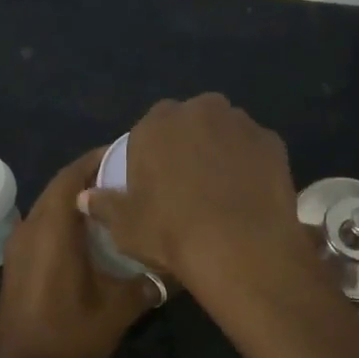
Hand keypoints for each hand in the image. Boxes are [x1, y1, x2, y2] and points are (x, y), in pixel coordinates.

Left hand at [0, 147, 155, 357]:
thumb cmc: (66, 337)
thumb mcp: (117, 310)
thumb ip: (147, 282)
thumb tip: (176, 266)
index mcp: (51, 230)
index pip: (72, 176)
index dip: (98, 159)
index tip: (129, 153)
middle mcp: (30, 228)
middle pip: (60, 186)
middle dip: (92, 176)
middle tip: (130, 176)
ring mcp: (19, 245)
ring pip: (50, 205)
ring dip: (78, 197)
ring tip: (117, 200)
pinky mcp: (18, 261)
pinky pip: (44, 224)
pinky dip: (67, 218)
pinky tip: (94, 233)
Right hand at [79, 94, 311, 291]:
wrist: (240, 247)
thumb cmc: (171, 232)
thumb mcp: (125, 226)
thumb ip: (104, 205)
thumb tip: (85, 196)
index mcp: (158, 122)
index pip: (150, 127)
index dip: (153, 152)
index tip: (155, 180)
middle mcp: (201, 110)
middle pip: (190, 122)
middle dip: (188, 143)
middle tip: (188, 183)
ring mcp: (241, 123)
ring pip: (225, 131)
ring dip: (221, 150)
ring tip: (221, 190)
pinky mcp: (273, 142)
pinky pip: (254, 150)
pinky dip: (250, 165)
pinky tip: (247, 194)